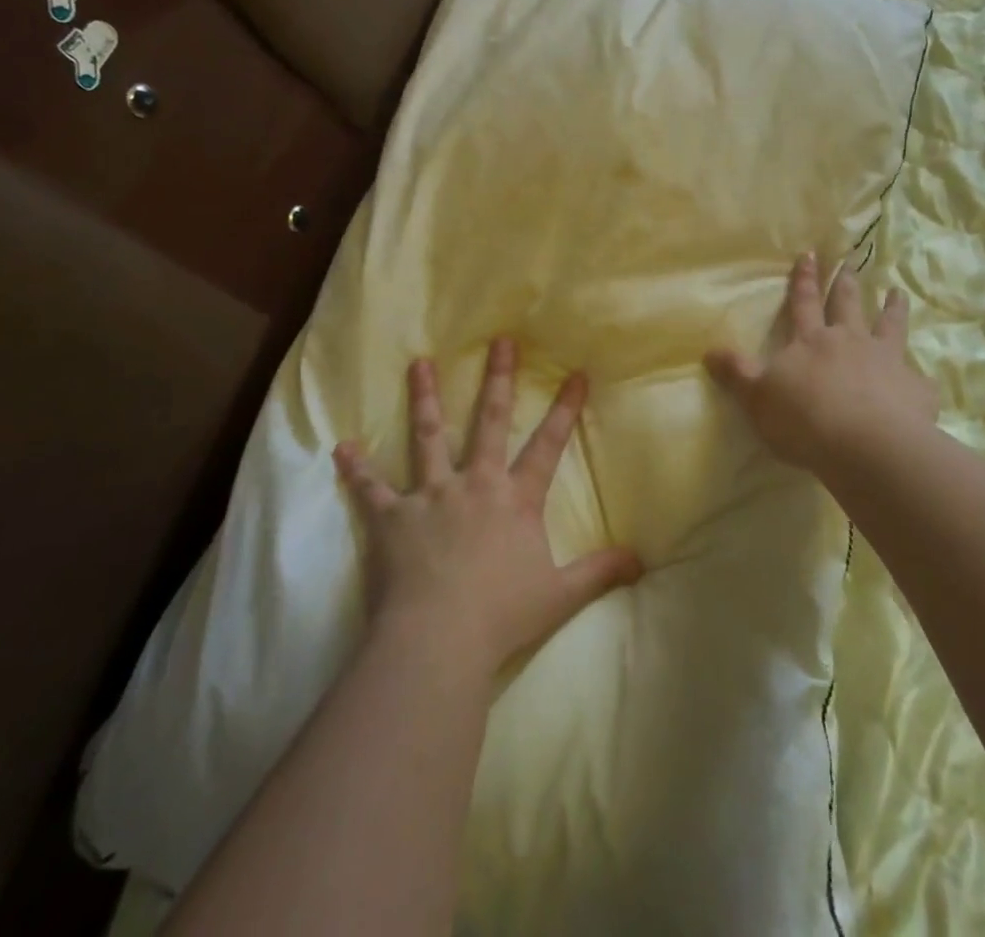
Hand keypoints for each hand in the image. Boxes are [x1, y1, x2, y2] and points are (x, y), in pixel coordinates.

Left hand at [334, 338, 643, 675]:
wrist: (437, 641)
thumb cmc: (501, 616)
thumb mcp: (560, 595)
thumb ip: (600, 572)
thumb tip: (642, 561)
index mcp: (515, 499)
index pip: (548, 445)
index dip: (565, 409)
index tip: (575, 373)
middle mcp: (475, 484)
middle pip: (490, 422)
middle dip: (498, 379)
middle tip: (499, 342)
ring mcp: (431, 496)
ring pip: (428, 436)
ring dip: (424, 398)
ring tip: (419, 364)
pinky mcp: (392, 519)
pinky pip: (371, 489)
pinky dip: (356, 469)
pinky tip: (342, 447)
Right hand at [705, 253, 938, 474]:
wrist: (865, 445)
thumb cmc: (804, 419)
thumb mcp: (757, 398)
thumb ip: (737, 374)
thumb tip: (708, 351)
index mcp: (811, 341)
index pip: (804, 303)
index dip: (805, 280)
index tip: (811, 254)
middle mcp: (850, 341)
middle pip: (848, 305)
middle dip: (847, 283)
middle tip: (852, 263)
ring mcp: (887, 361)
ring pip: (890, 326)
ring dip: (893, 308)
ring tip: (898, 292)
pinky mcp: (914, 389)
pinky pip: (918, 379)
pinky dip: (919, 378)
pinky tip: (923, 380)